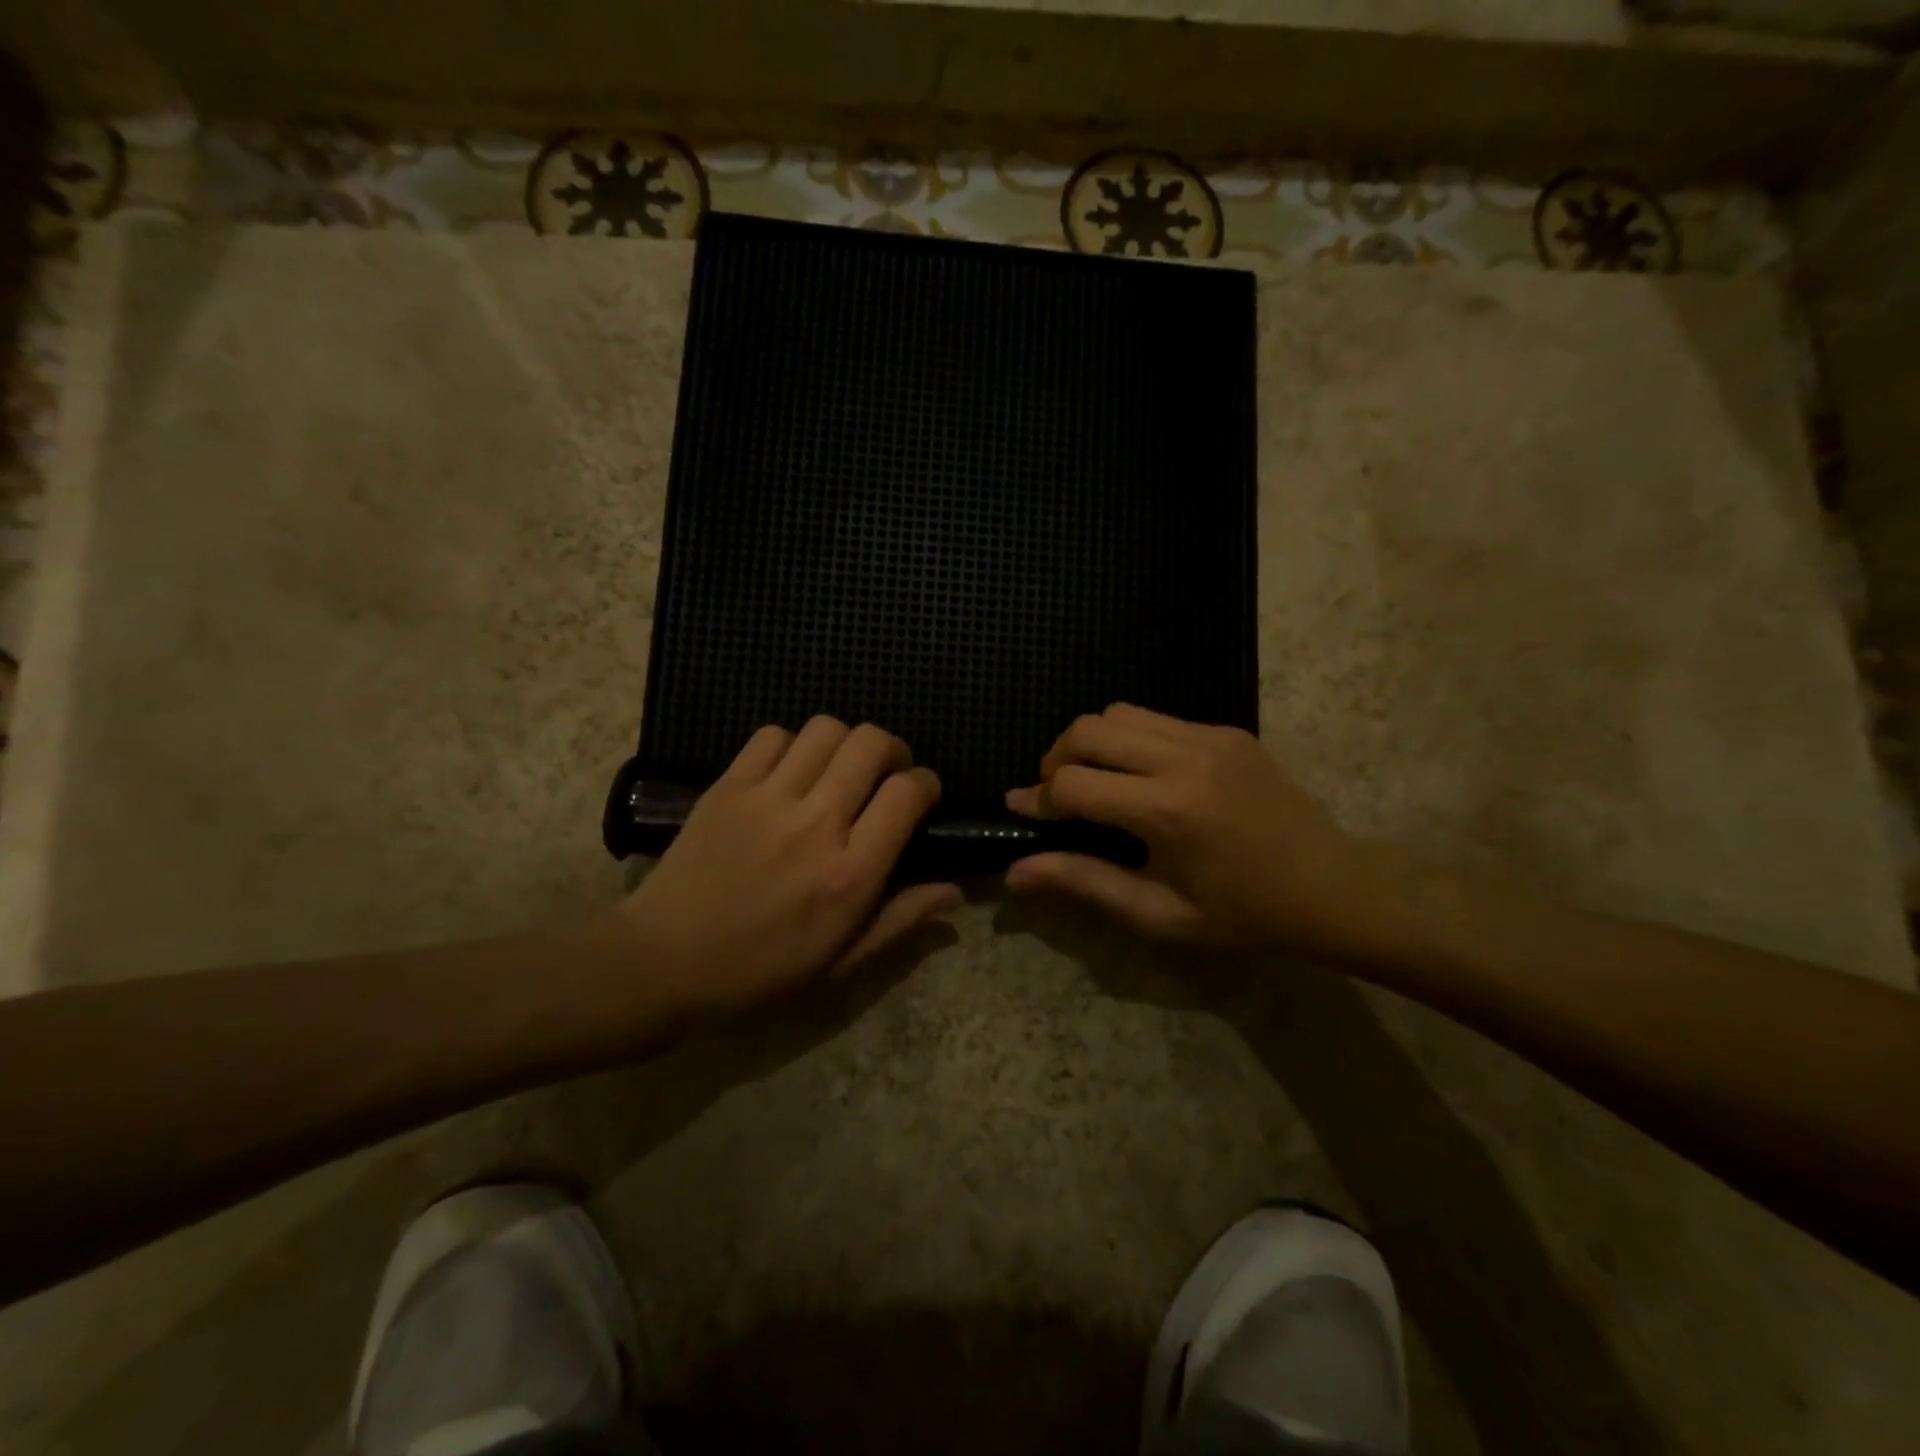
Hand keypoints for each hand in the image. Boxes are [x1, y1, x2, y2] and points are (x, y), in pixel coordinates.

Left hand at [599, 718, 960, 1017]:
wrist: (663, 964)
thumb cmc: (760, 974)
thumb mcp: (841, 962)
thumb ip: (902, 919)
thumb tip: (956, 890)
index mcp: (851, 873)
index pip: (907, 794)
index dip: (926, 784)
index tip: (920, 797)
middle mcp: (817, 823)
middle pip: (871, 743)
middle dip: (891, 750)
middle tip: (884, 775)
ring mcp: (769, 799)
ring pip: (825, 729)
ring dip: (844, 743)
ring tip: (837, 770)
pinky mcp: (729, 786)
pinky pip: (771, 735)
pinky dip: (791, 744)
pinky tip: (788, 773)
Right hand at [1004, 704, 1391, 955]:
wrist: (1333, 887)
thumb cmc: (1243, 914)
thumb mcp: (1159, 913)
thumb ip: (1084, 883)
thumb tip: (1015, 872)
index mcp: (1167, 811)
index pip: (1073, 784)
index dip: (1038, 800)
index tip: (1023, 813)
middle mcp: (1184, 759)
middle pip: (1087, 730)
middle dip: (1056, 760)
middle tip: (1058, 796)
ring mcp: (1209, 737)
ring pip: (1119, 712)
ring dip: (1092, 743)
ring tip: (1096, 781)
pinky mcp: (1227, 730)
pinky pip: (1157, 720)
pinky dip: (1131, 740)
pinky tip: (1142, 778)